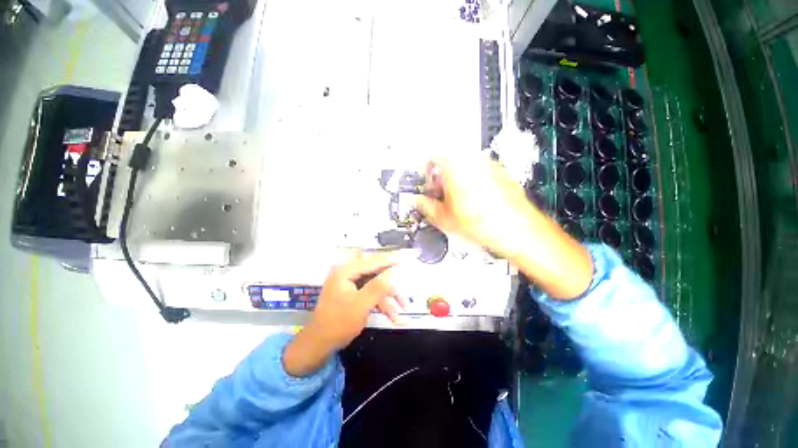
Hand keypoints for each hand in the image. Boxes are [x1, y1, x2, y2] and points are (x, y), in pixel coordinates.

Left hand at [283, 251, 408, 376]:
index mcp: (346, 270)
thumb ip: (379, 286)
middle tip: (406, 289)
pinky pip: (370, 293)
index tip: (407, 259)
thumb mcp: (361, 304)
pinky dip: (381, 303)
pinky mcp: (352, 293)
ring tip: (401, 309)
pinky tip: (391, 315)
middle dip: (392, 285)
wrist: (319, 345)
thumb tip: (395, 272)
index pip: (373, 261)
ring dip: (388, 297)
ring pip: (375, 285)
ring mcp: (350, 283)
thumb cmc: (338, 323)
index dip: (391, 260)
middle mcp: (348, 273)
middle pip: (376, 273)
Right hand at [413, 155, 539, 259]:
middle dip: (440, 178)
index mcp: (454, 165)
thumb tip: (415, 201)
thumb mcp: (444, 217)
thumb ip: (425, 206)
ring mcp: (488, 165)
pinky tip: (472, 201)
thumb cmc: (485, 223)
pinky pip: (478, 172)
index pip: (431, 157)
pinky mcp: (499, 172)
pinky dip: (471, 182)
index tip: (426, 183)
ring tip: (455, 201)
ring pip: (463, 167)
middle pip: (448, 161)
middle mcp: (472, 160)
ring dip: (455, 180)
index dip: (425, 172)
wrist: (516, 229)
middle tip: (438, 194)